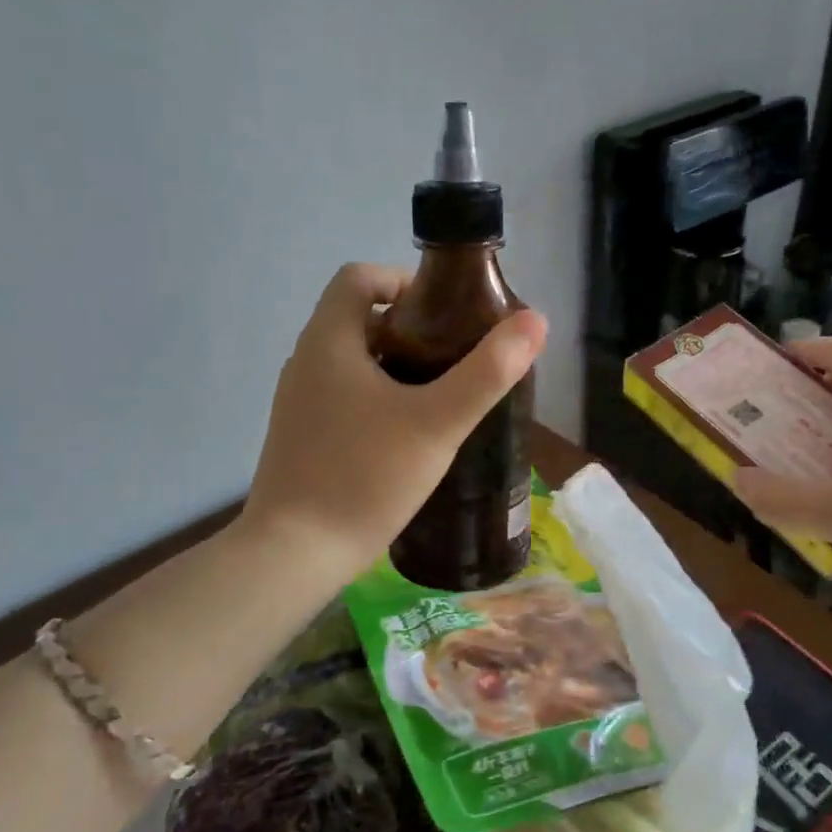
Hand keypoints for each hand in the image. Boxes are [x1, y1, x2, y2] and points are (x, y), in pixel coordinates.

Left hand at [242, 263, 545, 581]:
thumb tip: (536, 322)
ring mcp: (297, 402)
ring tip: (441, 397)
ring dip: (395, 366)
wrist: (295, 553)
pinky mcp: (300, 436)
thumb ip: (488, 372)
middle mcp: (305, 361)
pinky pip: (342, 397)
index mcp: (329, 341)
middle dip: (410, 328)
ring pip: (352, 362)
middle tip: (456, 357)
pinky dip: (376, 398)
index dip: (404, 280)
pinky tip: (408, 436)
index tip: (447, 313)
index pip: (359, 277)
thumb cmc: (365, 476)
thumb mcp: (437, 423)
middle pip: (359, 319)